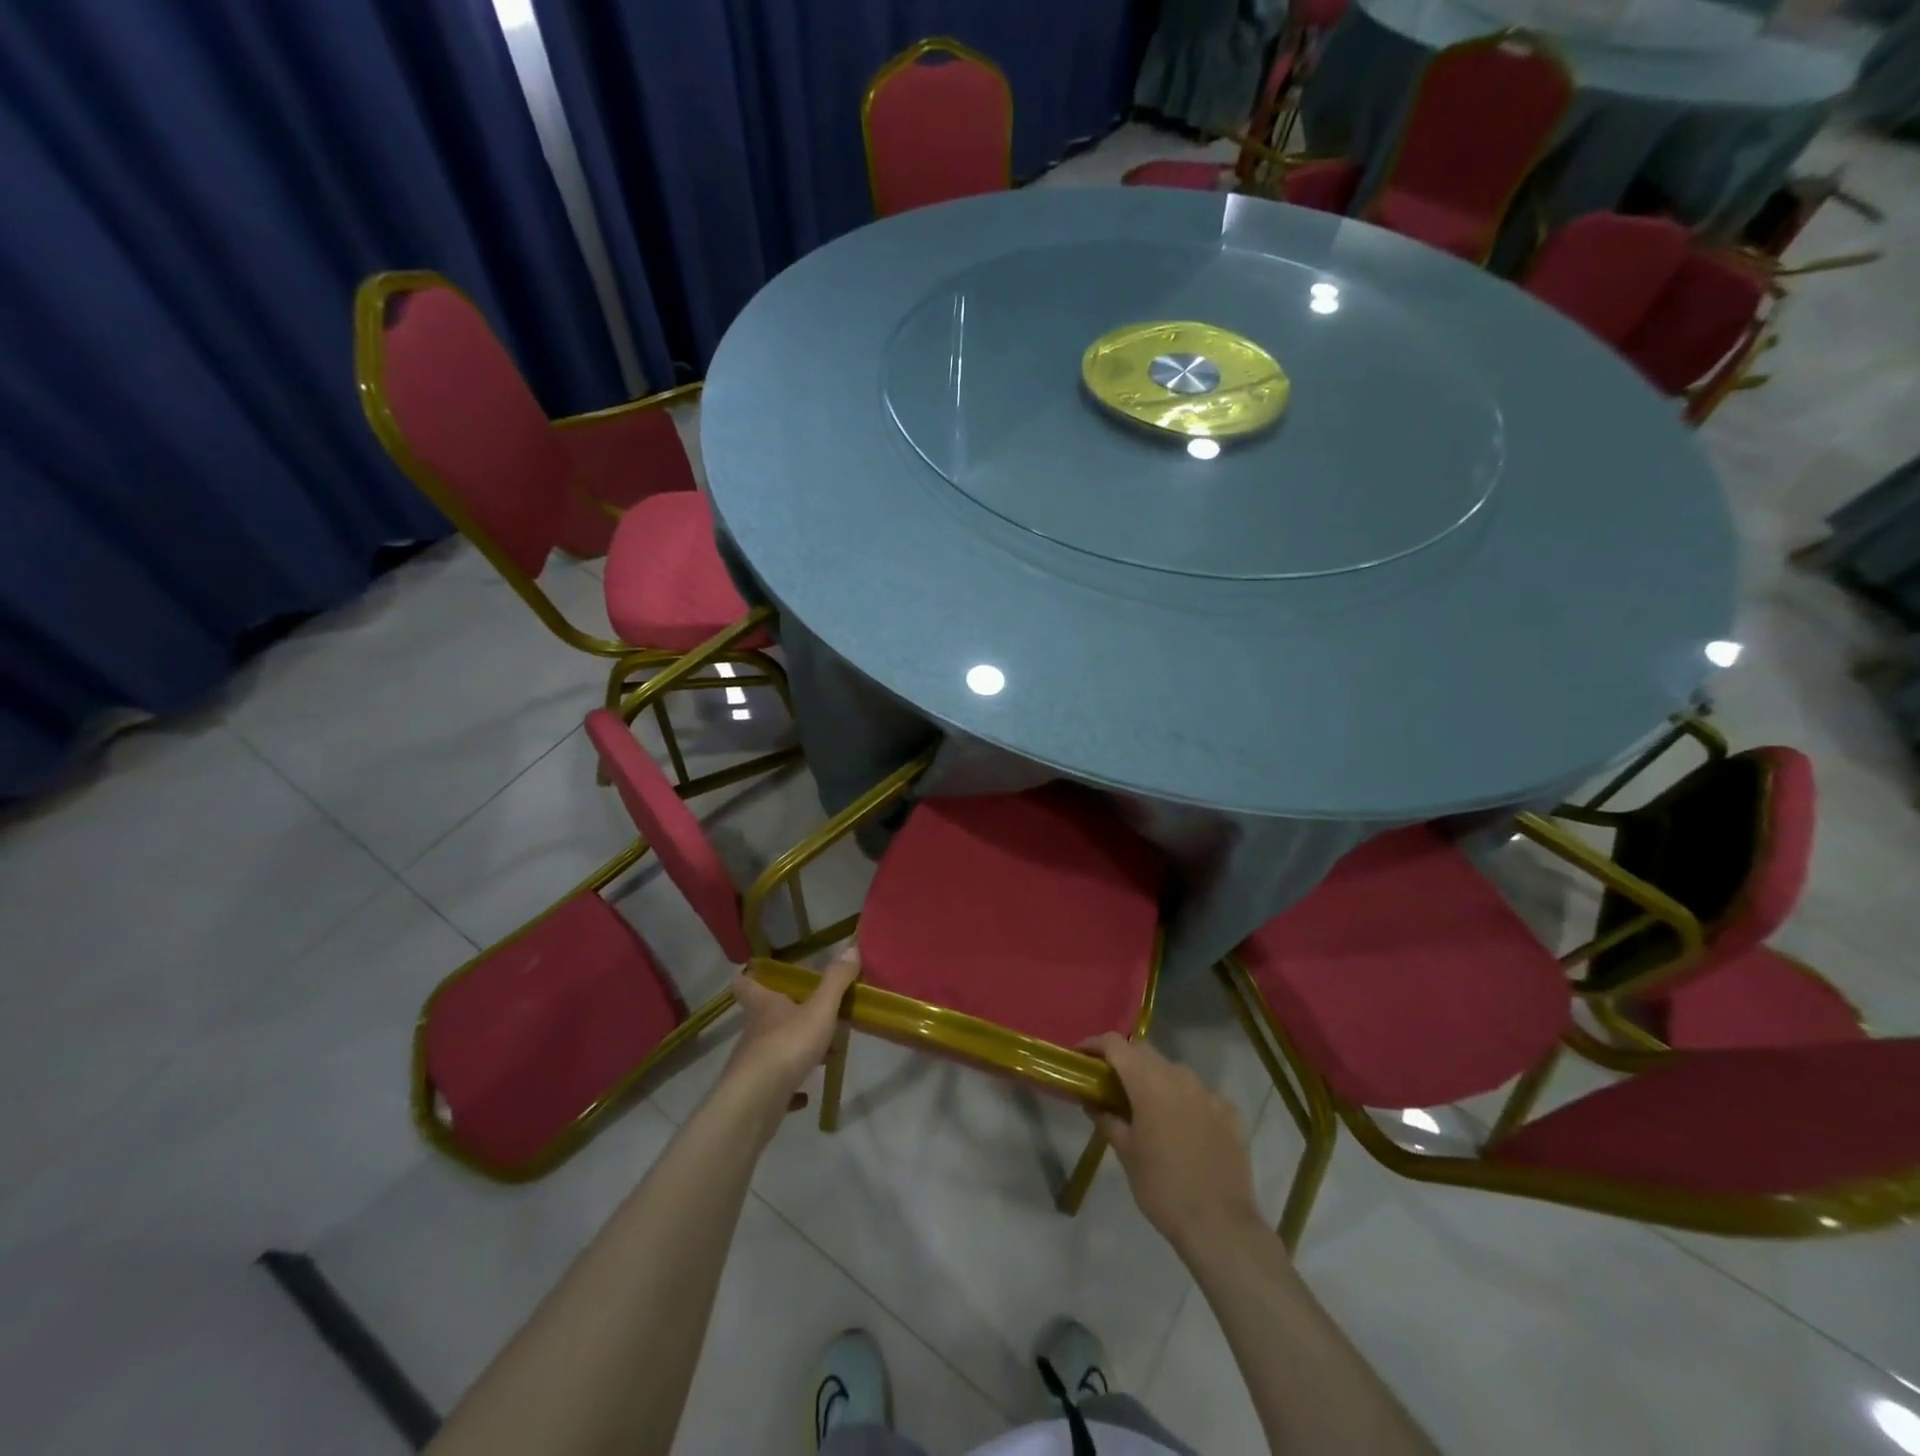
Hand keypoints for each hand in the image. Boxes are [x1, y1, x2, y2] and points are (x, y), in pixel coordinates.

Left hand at [720, 946, 860, 1117]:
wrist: (756, 1102)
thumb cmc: (787, 1045)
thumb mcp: (819, 1009)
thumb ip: (836, 981)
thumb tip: (850, 947)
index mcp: (765, 1006)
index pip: (746, 984)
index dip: (750, 976)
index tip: (757, 971)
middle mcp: (755, 1031)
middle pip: (766, 1016)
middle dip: (789, 1014)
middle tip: (817, 1013)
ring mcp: (754, 1064)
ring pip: (775, 1049)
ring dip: (796, 1049)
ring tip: (824, 1054)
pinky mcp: (759, 1093)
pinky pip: (777, 1086)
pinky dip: (792, 1087)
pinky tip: (807, 1094)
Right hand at [1085, 1034, 1266, 1256]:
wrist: (1220, 1225)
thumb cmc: (1162, 1187)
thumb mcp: (1126, 1153)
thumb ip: (1107, 1119)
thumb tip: (1093, 1102)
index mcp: (1149, 1081)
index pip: (1115, 1044)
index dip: (1094, 1045)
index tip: (1081, 1057)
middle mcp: (1180, 1075)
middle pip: (1145, 1052)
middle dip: (1125, 1061)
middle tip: (1110, 1082)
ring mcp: (1209, 1092)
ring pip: (1174, 1072)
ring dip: (1156, 1080)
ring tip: (1147, 1108)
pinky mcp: (1230, 1112)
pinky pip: (1200, 1095)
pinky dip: (1185, 1101)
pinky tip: (1183, 1128)